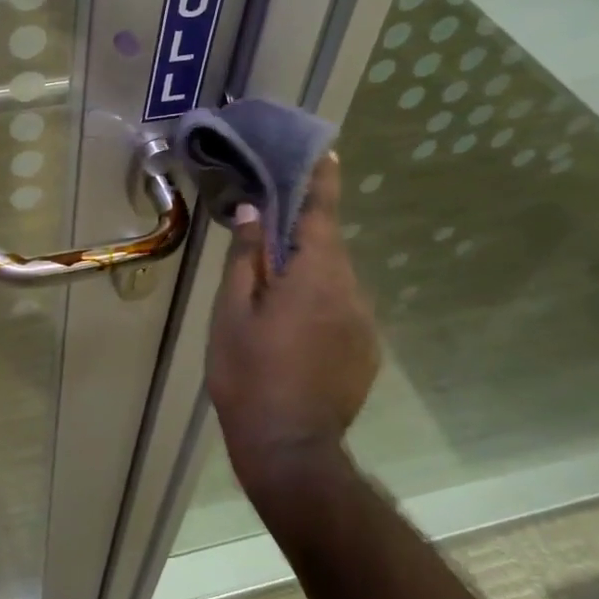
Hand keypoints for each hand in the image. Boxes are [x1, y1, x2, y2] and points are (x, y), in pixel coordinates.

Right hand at [206, 154, 379, 485]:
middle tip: (268, 229)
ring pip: (335, 279)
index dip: (322, 179)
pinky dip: (320, 303)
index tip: (325, 150)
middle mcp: (350, 290)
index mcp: (315, 275)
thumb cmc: (249, 375)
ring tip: (274, 291)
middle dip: (302, 233)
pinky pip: (342, 309)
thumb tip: (256, 212)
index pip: (321, 212)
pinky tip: (293, 331)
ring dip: (308, 273)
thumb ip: (247, 258)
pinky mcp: (367, 349)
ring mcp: (364, 322)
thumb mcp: (231, 313)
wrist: (290, 448)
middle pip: (328, 246)